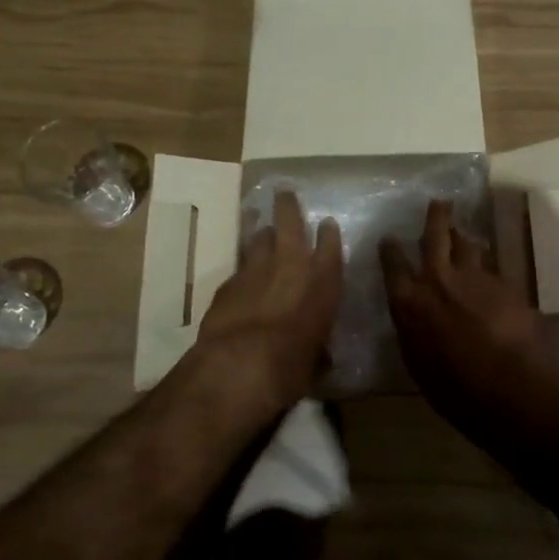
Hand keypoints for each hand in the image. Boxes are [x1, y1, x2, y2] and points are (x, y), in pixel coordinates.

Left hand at [198, 190, 342, 407]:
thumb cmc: (291, 366)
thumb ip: (319, 352)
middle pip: (290, 223)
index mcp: (323, 283)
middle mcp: (291, 266)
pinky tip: (241, 274)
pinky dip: (242, 267)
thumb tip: (319, 355)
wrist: (239, 364)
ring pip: (258, 238)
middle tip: (284, 193)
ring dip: (260, 232)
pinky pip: (239, 267)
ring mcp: (256, 270)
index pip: (330, 247)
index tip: (327, 223)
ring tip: (259, 224)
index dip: (329, 234)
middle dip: (288, 207)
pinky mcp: (227, 283)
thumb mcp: (315, 364)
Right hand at [381, 199, 558, 410]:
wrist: (508, 386)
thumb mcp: (419, 365)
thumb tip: (416, 321)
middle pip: (435, 236)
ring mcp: (474, 278)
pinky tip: (493, 280)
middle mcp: (438, 281)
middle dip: (436, 217)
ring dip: (465, 239)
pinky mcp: (503, 284)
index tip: (388, 238)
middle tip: (439, 203)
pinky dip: (488, 271)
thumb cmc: (454, 390)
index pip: (393, 266)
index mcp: (409, 303)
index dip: (390, 250)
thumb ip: (415, 333)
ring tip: (466, 235)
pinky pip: (492, 270)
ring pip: (468, 245)